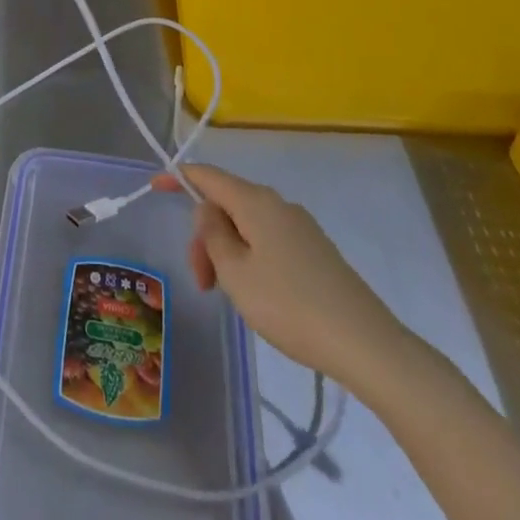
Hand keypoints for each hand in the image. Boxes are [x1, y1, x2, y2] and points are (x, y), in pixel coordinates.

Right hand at [155, 164, 410, 390]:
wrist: (365, 343)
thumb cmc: (290, 305)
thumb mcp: (236, 273)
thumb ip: (212, 235)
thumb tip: (209, 211)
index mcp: (255, 201)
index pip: (207, 175)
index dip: (178, 177)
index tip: (154, 187)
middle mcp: (278, 204)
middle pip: (227, 204)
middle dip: (205, 236)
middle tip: (203, 283)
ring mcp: (300, 226)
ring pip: (247, 226)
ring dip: (227, 252)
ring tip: (228, 296)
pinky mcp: (315, 251)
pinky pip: (268, 241)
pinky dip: (250, 258)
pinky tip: (257, 294)